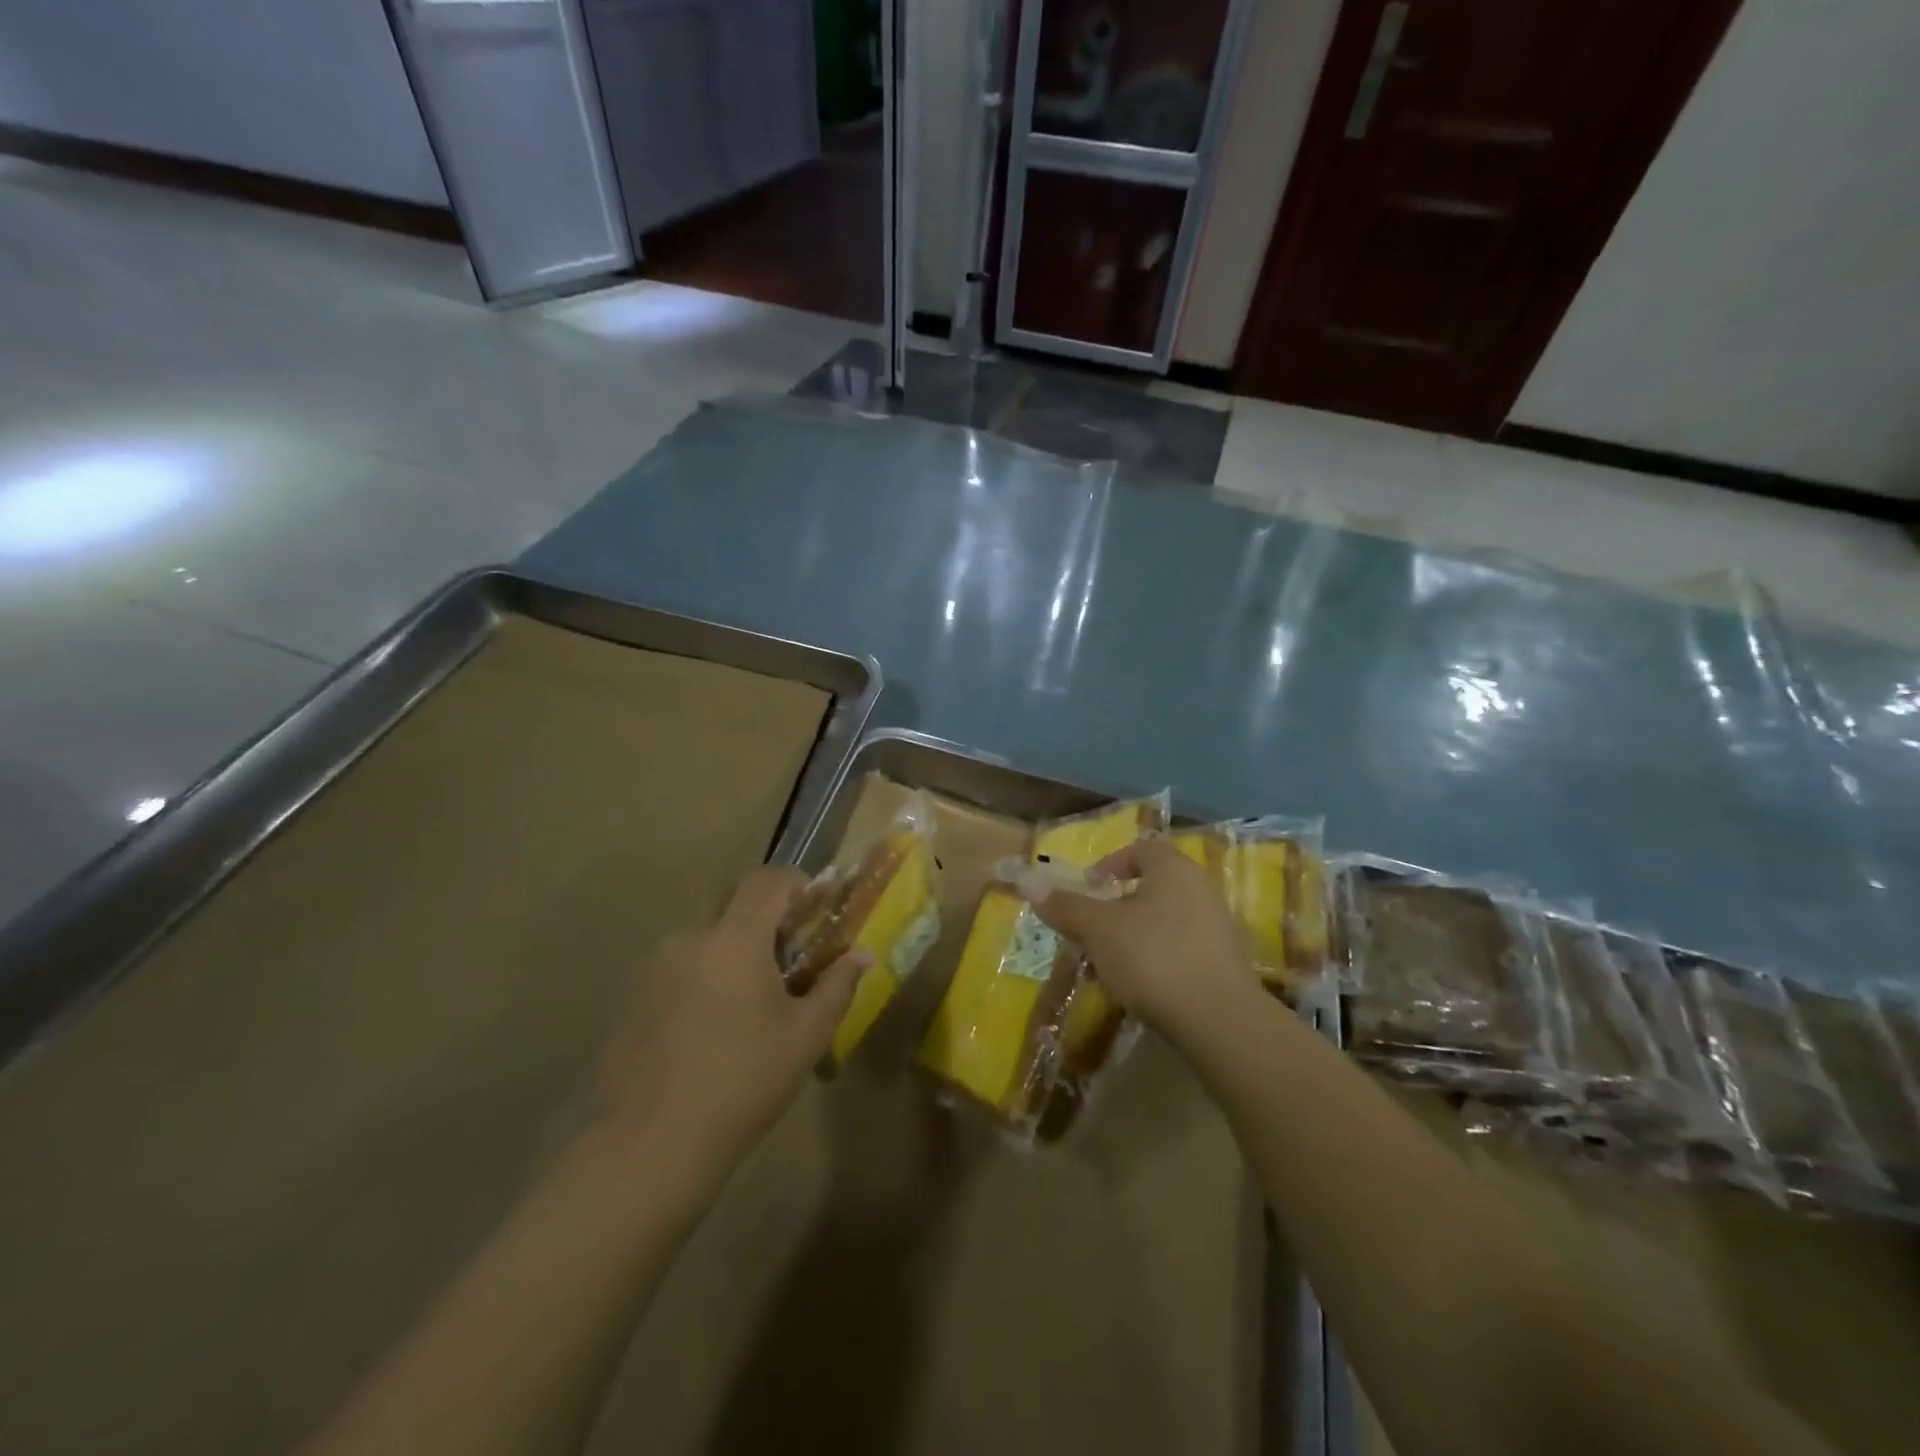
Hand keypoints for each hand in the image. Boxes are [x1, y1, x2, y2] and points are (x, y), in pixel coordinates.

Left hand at [595, 868, 868, 1168]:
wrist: (650, 1147)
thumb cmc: (743, 1081)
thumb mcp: (806, 1036)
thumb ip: (837, 986)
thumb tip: (862, 955)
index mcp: (735, 939)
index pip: (766, 880)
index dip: (796, 883)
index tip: (817, 910)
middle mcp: (690, 941)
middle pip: (737, 916)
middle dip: (769, 933)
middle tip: (792, 974)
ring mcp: (655, 972)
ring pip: (709, 949)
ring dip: (736, 964)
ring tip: (753, 1016)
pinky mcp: (634, 1003)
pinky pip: (682, 977)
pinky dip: (706, 989)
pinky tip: (713, 1041)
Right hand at [1016, 839, 1252, 1037]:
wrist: (1220, 1020)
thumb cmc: (1153, 958)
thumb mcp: (1099, 930)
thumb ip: (1066, 906)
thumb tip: (1027, 880)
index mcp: (1173, 868)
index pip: (1140, 850)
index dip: (1110, 865)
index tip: (1088, 889)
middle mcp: (1201, 888)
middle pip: (1153, 885)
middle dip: (1118, 905)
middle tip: (1092, 929)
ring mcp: (1218, 926)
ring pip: (1166, 919)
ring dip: (1136, 934)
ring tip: (1111, 962)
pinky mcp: (1225, 962)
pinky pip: (1182, 947)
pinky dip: (1159, 957)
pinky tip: (1143, 986)